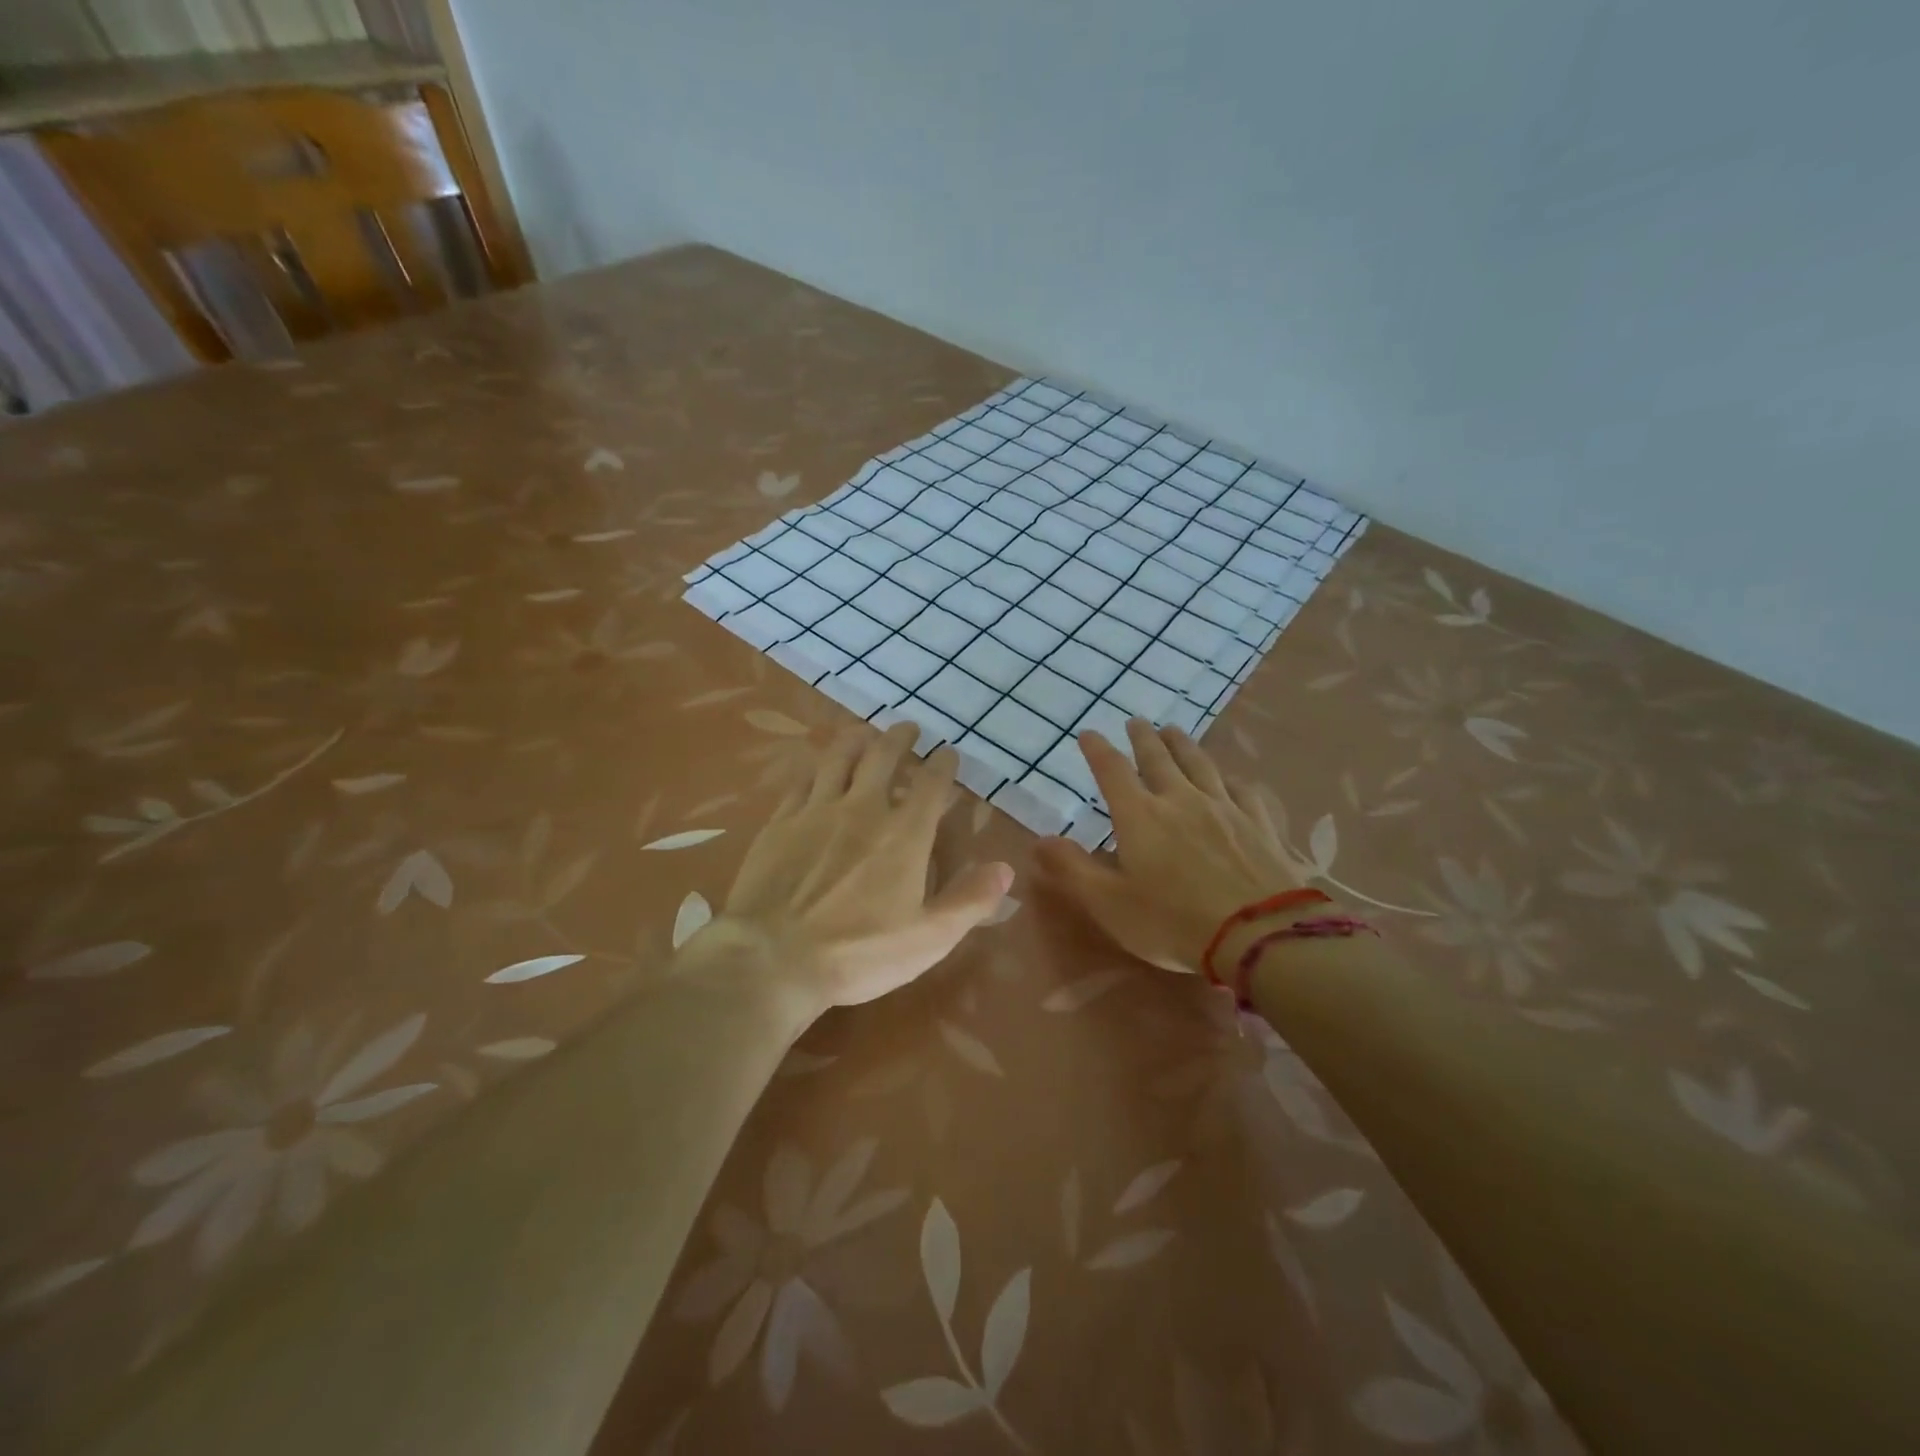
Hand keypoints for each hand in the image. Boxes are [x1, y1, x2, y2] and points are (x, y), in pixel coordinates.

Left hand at [694, 721, 1013, 1015]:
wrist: (773, 959)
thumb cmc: (858, 952)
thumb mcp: (928, 939)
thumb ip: (969, 901)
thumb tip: (1005, 868)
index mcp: (903, 834)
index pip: (930, 784)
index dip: (943, 764)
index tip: (948, 753)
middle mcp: (862, 809)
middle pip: (883, 757)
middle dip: (899, 738)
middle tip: (907, 728)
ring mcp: (816, 811)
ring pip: (839, 758)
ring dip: (856, 739)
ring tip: (865, 732)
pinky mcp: (780, 822)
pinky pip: (801, 781)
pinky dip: (815, 767)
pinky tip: (816, 767)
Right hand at [1035, 719, 1299, 972]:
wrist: (1257, 933)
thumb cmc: (1172, 921)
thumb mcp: (1108, 903)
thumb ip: (1072, 868)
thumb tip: (1038, 840)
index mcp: (1140, 815)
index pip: (1112, 771)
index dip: (1098, 750)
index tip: (1089, 733)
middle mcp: (1180, 799)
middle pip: (1158, 758)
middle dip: (1143, 738)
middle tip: (1136, 721)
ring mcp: (1224, 808)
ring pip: (1200, 764)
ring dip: (1183, 744)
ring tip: (1174, 731)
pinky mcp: (1258, 823)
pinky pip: (1242, 790)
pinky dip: (1230, 778)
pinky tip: (1231, 778)